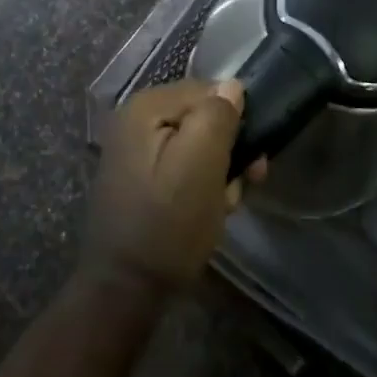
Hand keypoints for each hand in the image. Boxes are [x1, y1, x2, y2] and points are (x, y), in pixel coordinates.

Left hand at [83, 79, 265, 292]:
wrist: (124, 291)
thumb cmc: (167, 224)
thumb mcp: (201, 165)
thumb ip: (217, 117)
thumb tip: (232, 85)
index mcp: (146, 106)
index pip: (209, 91)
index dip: (236, 121)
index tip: (252, 160)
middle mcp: (137, 119)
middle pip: (202, 118)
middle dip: (227, 151)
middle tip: (240, 187)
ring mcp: (136, 150)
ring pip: (196, 146)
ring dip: (217, 174)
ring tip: (221, 208)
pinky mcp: (140, 179)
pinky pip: (182, 168)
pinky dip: (200, 188)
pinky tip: (206, 215)